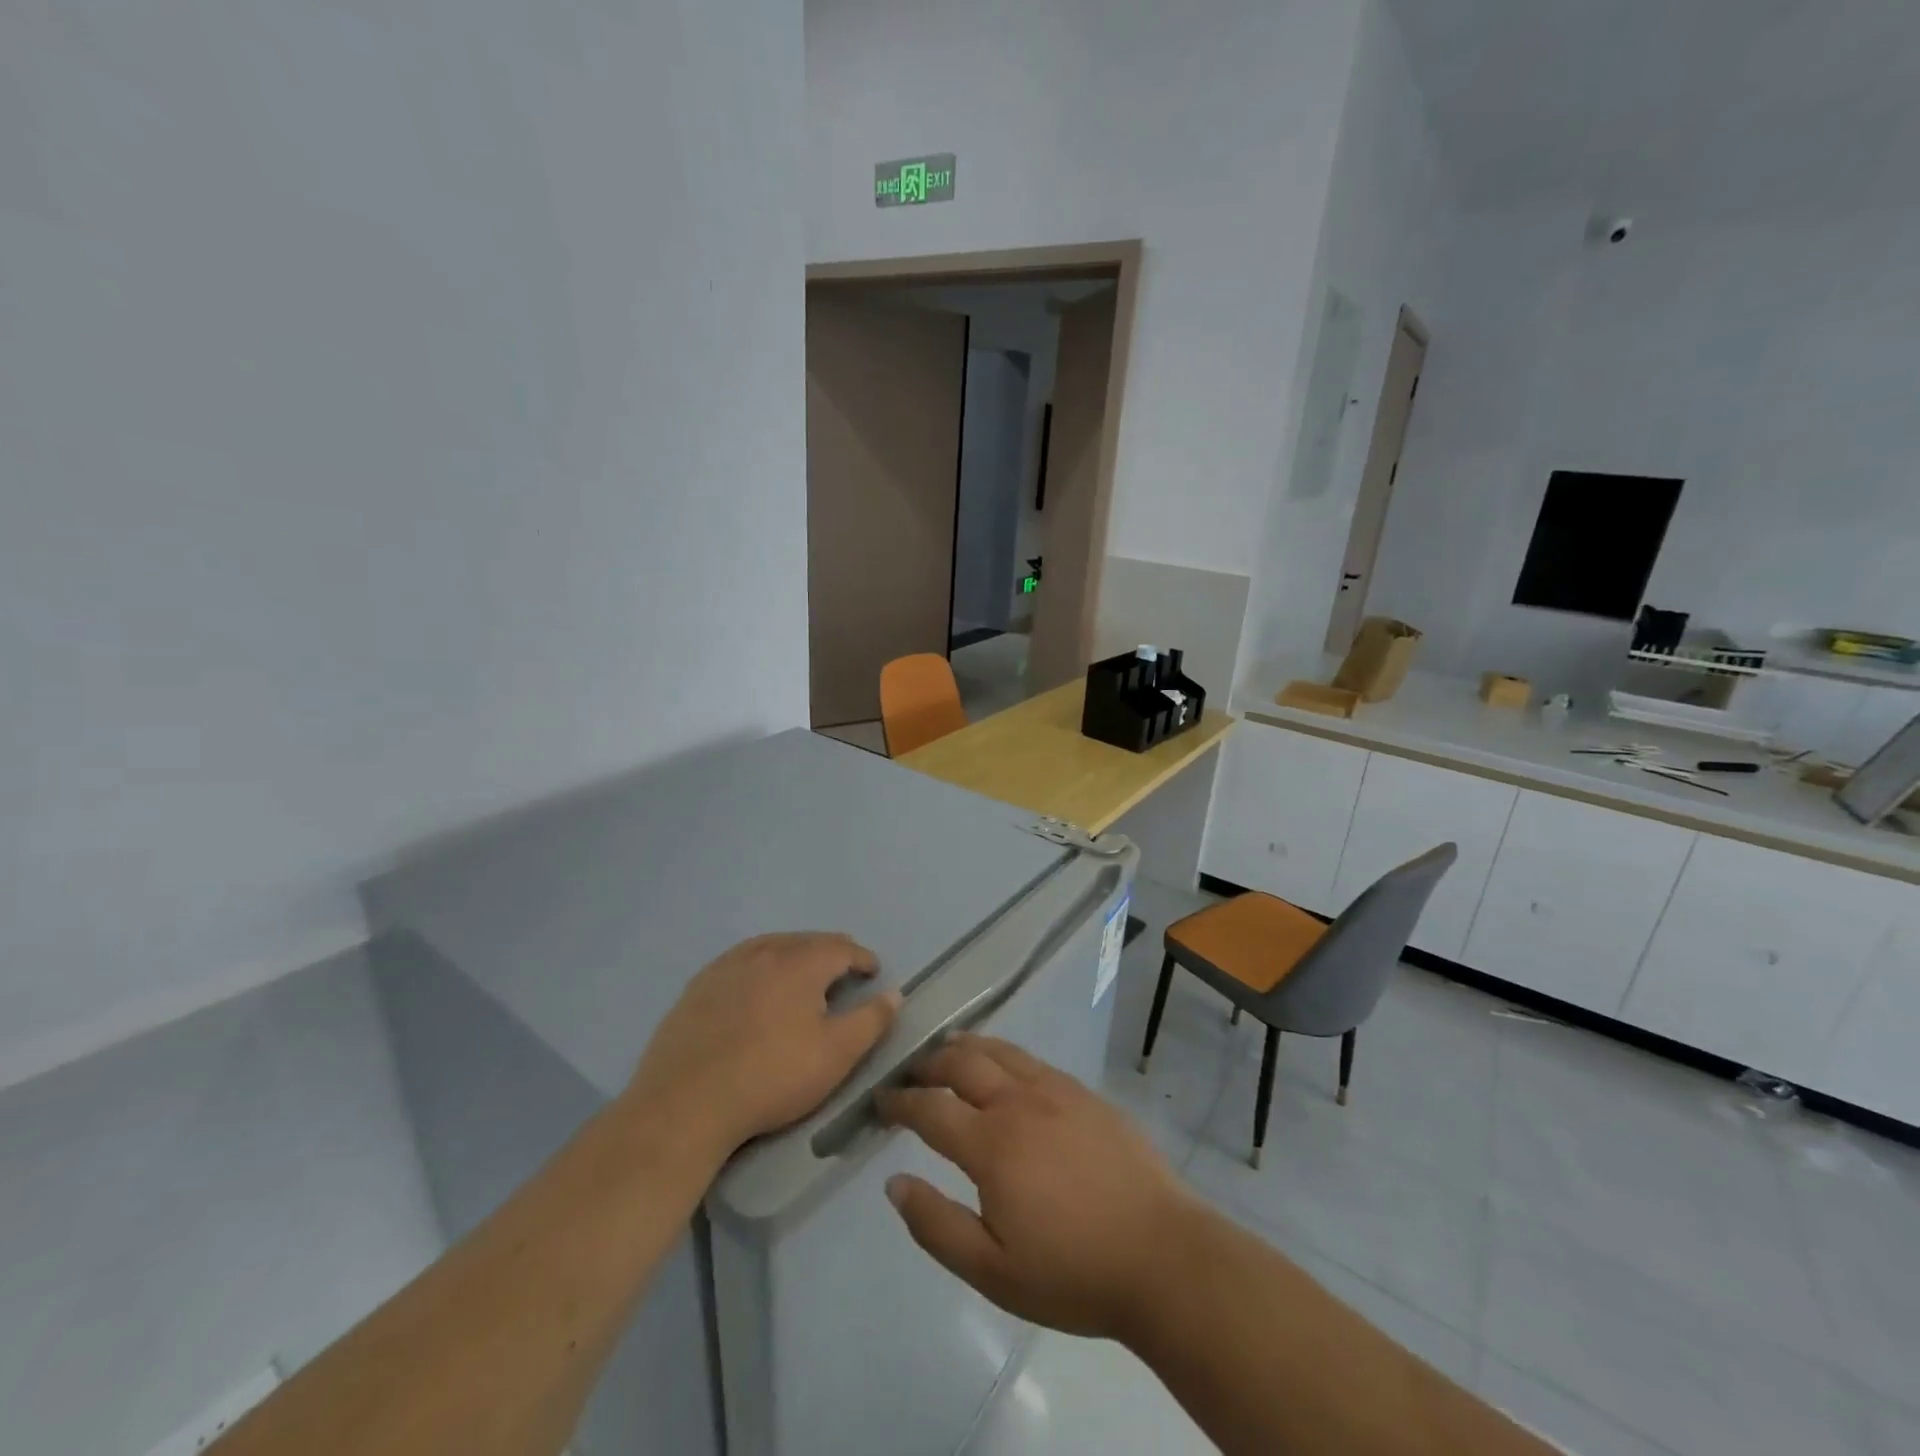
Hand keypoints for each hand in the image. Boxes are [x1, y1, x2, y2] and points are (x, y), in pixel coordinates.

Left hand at [624, 932, 899, 1159]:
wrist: (685, 1103)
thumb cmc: (771, 1077)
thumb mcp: (836, 1055)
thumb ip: (871, 1021)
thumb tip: (894, 993)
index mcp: (800, 963)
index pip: (841, 947)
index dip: (862, 958)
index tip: (872, 973)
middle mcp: (764, 952)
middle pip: (805, 941)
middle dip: (829, 952)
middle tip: (842, 970)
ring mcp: (725, 967)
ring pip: (770, 947)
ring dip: (793, 955)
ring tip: (801, 974)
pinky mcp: (697, 987)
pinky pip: (739, 963)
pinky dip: (758, 967)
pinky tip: (755, 989)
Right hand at [877, 1033, 1198, 1342]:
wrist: (1162, 1255)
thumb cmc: (1073, 1273)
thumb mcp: (993, 1271)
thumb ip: (937, 1225)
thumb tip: (893, 1183)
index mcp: (991, 1144)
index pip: (930, 1109)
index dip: (900, 1102)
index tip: (880, 1102)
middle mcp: (1018, 1103)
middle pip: (962, 1065)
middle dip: (929, 1064)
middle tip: (911, 1071)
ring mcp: (1056, 1091)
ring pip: (999, 1051)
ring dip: (966, 1046)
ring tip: (948, 1046)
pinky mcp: (1085, 1093)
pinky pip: (1033, 1059)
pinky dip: (1005, 1052)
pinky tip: (1004, 1063)